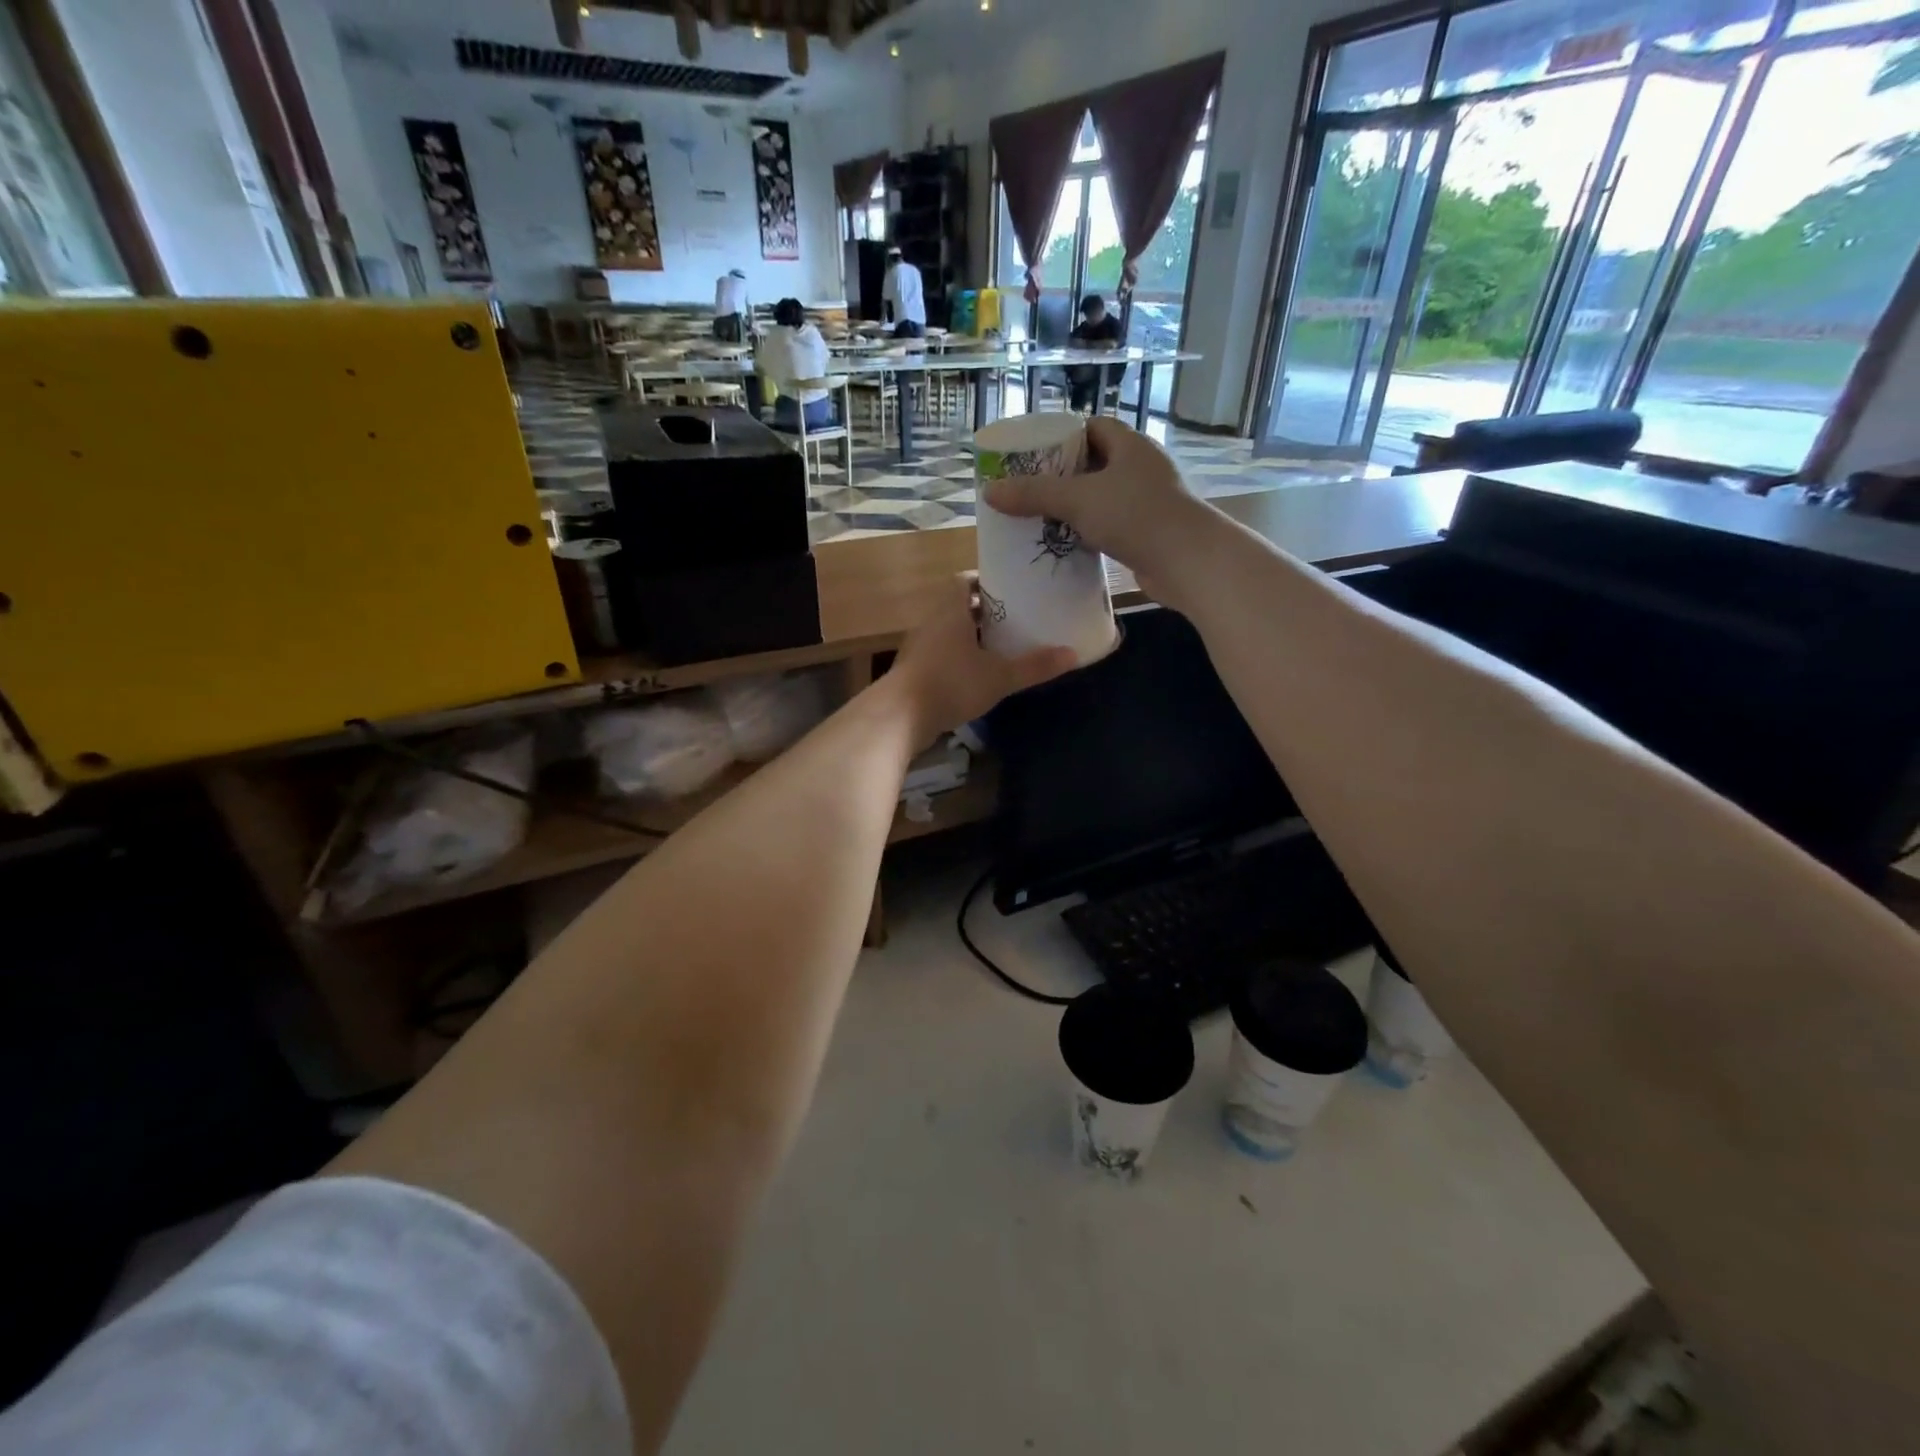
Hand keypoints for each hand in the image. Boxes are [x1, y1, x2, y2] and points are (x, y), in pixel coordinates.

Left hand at [888, 574, 1074, 742]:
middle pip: (957, 606)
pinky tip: (975, 675)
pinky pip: (938, 655)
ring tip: (999, 647)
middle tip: (1013, 619)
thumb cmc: (951, 684)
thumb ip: (1035, 666)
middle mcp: (930, 622)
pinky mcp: (912, 671)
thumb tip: (1073, 655)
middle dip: (983, 611)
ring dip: (969, 637)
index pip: (964, 580)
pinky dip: (956, 658)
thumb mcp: (999, 676)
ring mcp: (918, 647)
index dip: (985, 582)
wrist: (899, 717)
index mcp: (950, 610)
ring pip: (947, 632)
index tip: (1009, 590)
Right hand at [983, 417, 1213, 603]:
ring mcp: (1149, 501)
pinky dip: (1091, 532)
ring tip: (1041, 519)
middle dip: (1064, 476)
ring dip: (1076, 508)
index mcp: (1130, 446)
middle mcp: (1142, 468)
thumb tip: (988, 491)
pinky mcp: (1150, 533)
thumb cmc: (1136, 516)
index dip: (1064, 437)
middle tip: (1030, 490)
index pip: (1093, 427)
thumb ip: (1033, 494)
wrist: (1189, 562)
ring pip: (1104, 498)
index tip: (1035, 455)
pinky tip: (1068, 545)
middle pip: (1096, 463)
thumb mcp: (1078, 500)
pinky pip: (1113, 525)